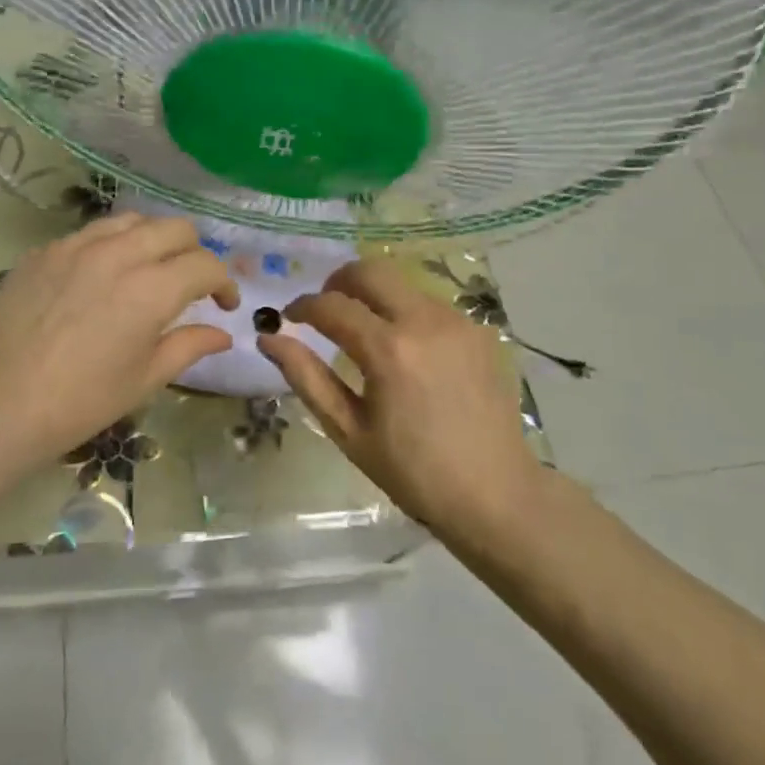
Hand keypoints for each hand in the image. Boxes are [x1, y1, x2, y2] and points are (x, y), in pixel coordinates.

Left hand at [0, 214, 239, 471]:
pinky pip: (90, 233)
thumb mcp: (146, 378)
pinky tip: (100, 276)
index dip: (224, 283)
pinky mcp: (45, 251)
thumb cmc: (83, 401)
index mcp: (152, 289)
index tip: (223, 305)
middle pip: (175, 228)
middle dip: (194, 252)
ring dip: (152, 240)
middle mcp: (119, 254)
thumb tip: (223, 333)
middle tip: (190, 283)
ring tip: (147, 269)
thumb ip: (190, 346)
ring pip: (132, 221)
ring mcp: (76, 246)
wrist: (0, 403)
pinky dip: (110, 246)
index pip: (205, 265)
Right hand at [259, 259, 540, 535]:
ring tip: (363, 331)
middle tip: (325, 309)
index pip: (331, 305)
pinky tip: (405, 348)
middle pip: (370, 270)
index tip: (289, 318)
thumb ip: (306, 377)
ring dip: (374, 295)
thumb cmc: (413, 472)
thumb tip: (268, 338)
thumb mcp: (349, 430)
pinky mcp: (478, 330)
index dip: (303, 307)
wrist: (495, 494)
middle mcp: (424, 321)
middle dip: (338, 281)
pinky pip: (430, 304)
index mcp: (388, 350)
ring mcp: (457, 321)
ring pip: (402, 283)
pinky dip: (405, 311)